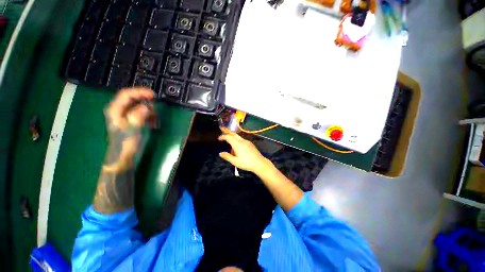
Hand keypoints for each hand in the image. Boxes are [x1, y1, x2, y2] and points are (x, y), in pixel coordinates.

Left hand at [103, 88, 155, 172]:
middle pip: (133, 99)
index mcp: (115, 110)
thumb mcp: (132, 128)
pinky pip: (142, 114)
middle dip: (146, 103)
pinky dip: (149, 117)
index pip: (126, 94)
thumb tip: (147, 106)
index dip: (140, 92)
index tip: (153, 95)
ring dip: (149, 111)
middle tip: (156, 109)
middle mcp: (119, 111)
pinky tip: (153, 124)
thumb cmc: (126, 144)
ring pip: (139, 107)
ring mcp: (126, 116)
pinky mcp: (132, 122)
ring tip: (155, 120)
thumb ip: (138, 115)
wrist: (123, 157)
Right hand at [218, 127, 272, 174]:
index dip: (223, 136)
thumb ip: (227, 156)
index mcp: (237, 144)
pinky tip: (237, 148)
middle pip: (233, 134)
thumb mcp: (235, 161)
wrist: (259, 163)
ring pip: (238, 137)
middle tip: (222, 128)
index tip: (219, 138)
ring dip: (232, 137)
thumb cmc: (246, 163)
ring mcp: (247, 141)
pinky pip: (241, 140)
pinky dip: (237, 140)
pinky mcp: (250, 144)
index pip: (228, 137)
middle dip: (227, 131)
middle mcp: (242, 141)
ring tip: (229, 143)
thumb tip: (220, 153)